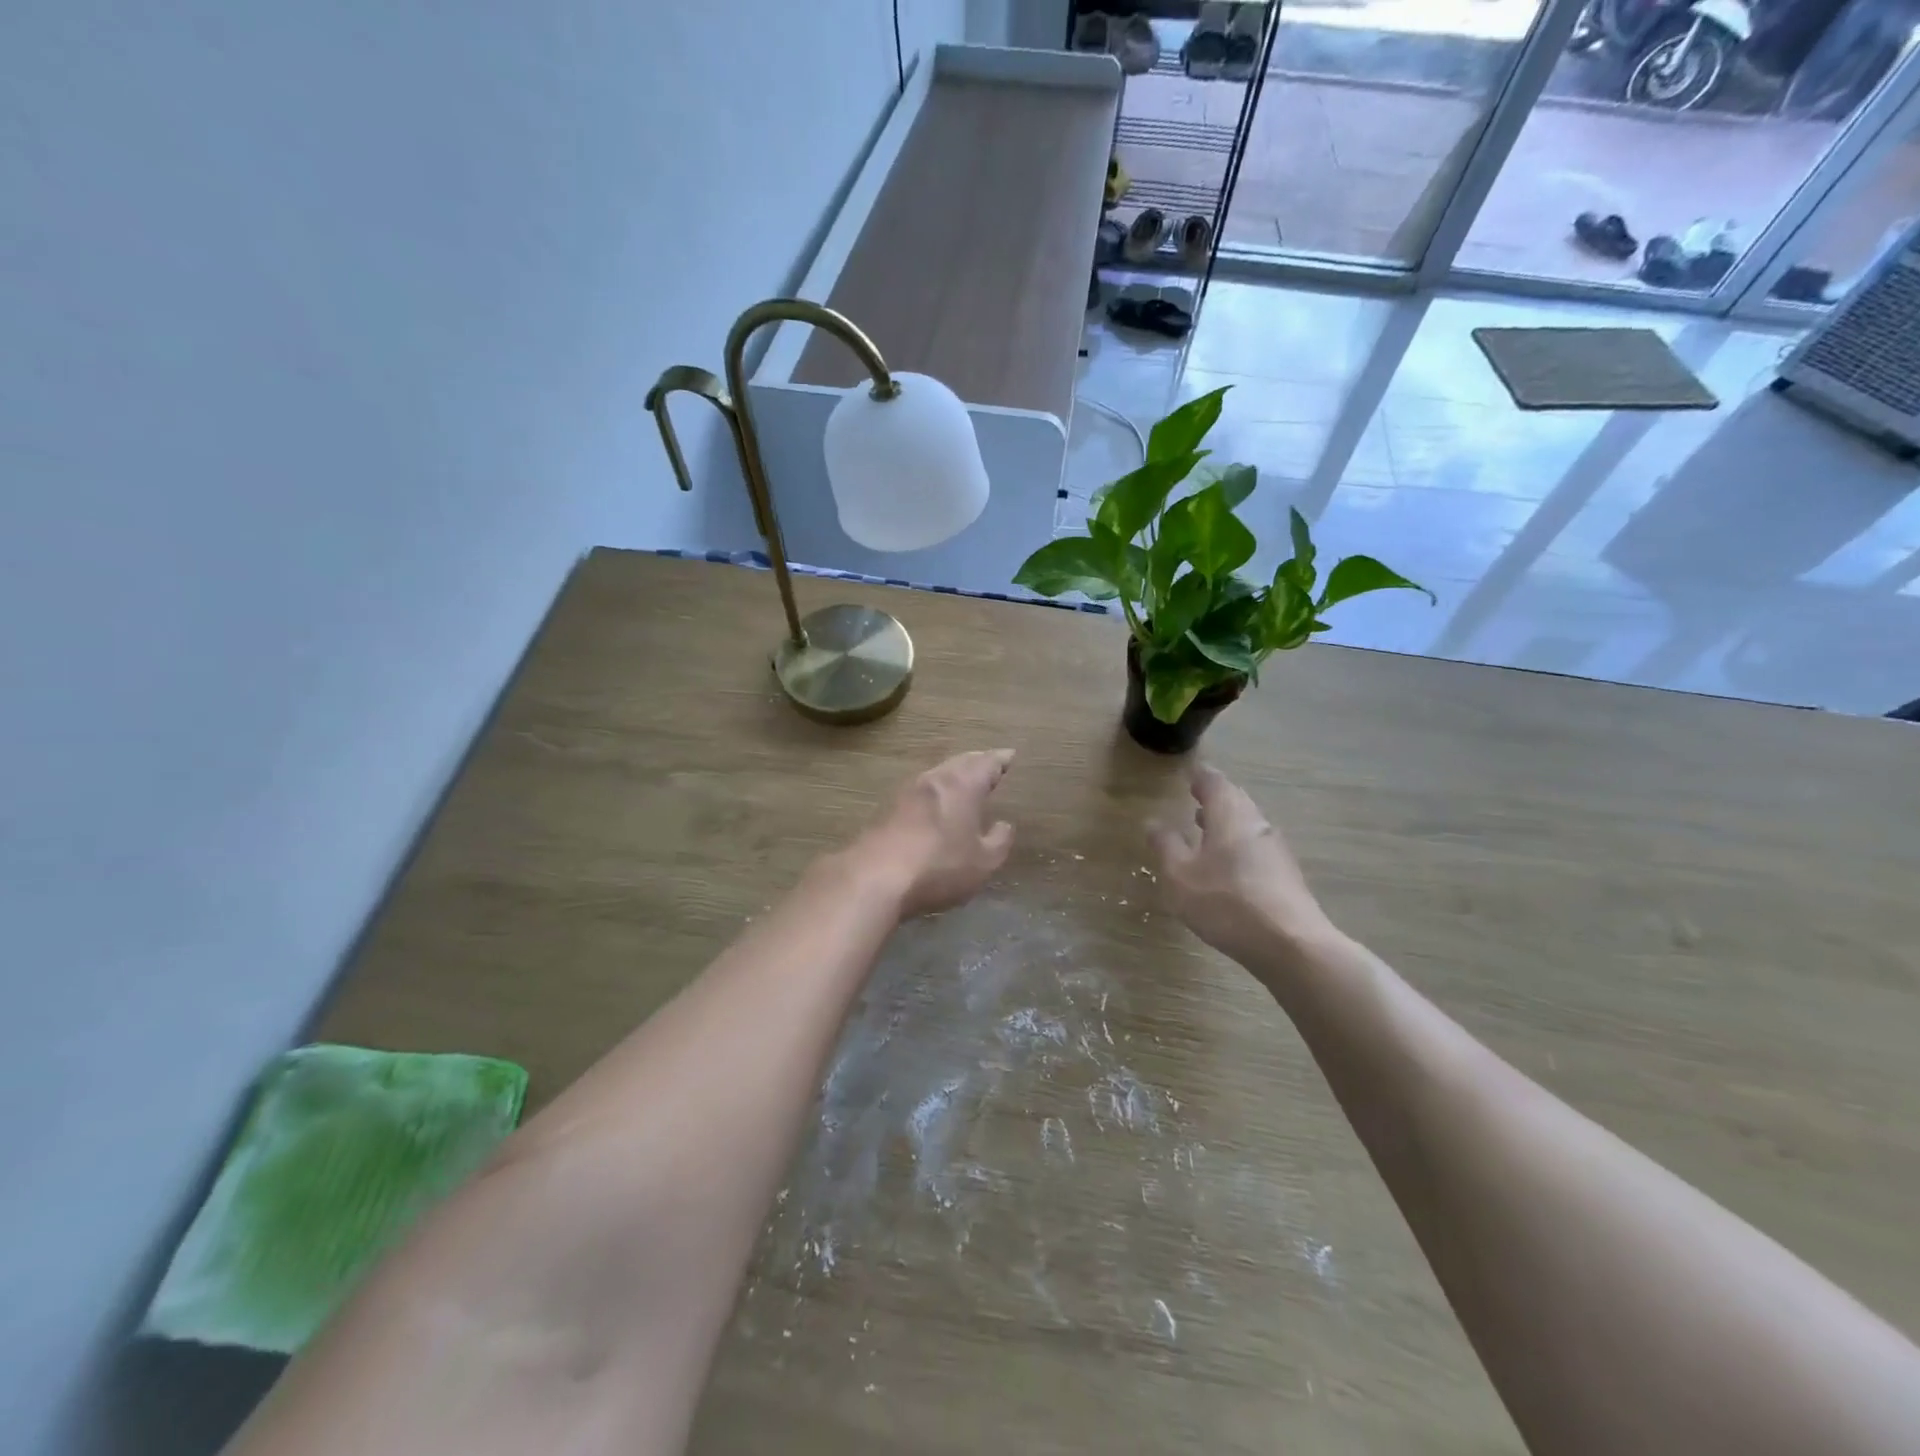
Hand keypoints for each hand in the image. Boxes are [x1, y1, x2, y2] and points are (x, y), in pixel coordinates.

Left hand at [854, 750, 1016, 918]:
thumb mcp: (983, 862)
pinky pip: (918, 792)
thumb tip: (1003, 825)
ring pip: (936, 775)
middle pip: (959, 762)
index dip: (1000, 760)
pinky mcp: (885, 809)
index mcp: (962, 784)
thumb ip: (999, 841)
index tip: (1009, 756)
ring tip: (963, 783)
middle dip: (976, 762)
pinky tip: (933, 805)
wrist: (874, 877)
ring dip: (952, 776)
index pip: (987, 763)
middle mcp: (934, 779)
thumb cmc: (939, 866)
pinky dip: (933, 793)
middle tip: (989, 765)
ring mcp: (905, 792)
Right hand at [1148, 764, 1335, 964]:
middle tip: (1195, 798)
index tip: (1190, 776)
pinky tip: (1226, 865)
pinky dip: (1238, 845)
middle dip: (1215, 799)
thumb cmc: (1226, 903)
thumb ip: (1166, 846)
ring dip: (1226, 823)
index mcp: (1229, 815)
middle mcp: (1256, 823)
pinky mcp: (1286, 875)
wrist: (1290, 945)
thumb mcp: (1180, 876)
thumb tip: (1154, 822)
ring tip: (1204, 830)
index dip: (1200, 777)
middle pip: (1235, 801)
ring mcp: (1276, 849)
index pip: (1214, 783)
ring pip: (1247, 825)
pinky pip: (1256, 847)